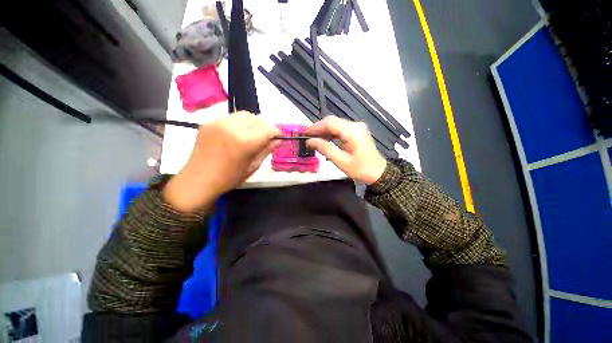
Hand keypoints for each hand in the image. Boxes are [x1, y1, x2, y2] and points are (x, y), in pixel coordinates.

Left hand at [163, 112, 280, 212]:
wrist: (198, 180)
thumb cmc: (229, 178)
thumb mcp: (253, 166)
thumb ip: (266, 150)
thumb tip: (278, 140)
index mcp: (246, 141)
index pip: (269, 129)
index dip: (277, 132)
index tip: (279, 137)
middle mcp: (233, 126)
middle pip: (258, 119)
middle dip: (266, 127)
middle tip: (267, 137)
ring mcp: (219, 122)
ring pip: (245, 115)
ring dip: (254, 123)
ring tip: (253, 134)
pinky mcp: (210, 122)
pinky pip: (232, 117)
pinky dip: (240, 123)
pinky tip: (238, 134)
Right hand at [306, 116, 386, 184]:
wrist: (377, 172)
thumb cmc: (360, 169)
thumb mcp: (340, 161)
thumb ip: (325, 148)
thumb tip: (310, 141)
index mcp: (352, 131)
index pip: (330, 123)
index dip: (315, 127)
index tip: (304, 133)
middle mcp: (355, 125)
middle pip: (332, 121)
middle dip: (318, 128)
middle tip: (307, 136)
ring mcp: (357, 127)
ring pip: (335, 124)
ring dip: (324, 130)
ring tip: (313, 139)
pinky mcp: (357, 131)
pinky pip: (340, 128)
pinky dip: (331, 133)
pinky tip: (324, 139)